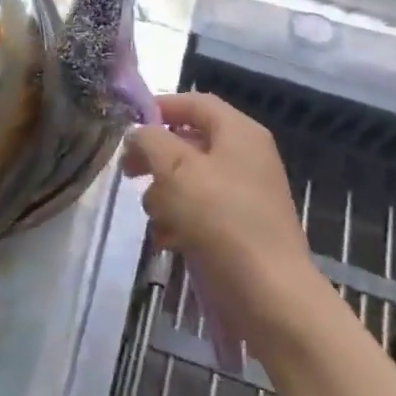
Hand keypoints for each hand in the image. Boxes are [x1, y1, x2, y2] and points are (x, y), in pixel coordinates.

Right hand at [122, 92, 311, 293]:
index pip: (195, 103)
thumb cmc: (220, 219)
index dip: (159, 108)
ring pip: (187, 180)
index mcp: (239, 133)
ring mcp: (242, 195)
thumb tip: (138, 134)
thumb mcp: (175, 169)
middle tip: (128, 173)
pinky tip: (167, 240)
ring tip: (156, 217)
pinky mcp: (236, 228)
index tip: (127, 127)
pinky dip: (178, 221)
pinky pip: (197, 212)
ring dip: (162, 196)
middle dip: (155, 158)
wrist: (268, 292)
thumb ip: (150, 141)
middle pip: (188, 143)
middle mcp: (244, 158)